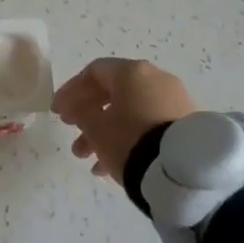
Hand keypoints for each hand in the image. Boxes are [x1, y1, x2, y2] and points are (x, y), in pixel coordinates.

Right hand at [52, 58, 196, 182]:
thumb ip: (80, 111)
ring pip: (130, 111)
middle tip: (73, 134)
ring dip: (106, 131)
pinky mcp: (185, 123)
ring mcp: (174, 100)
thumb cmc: (130, 140)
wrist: (181, 171)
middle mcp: (156, 78)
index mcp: (132, 71)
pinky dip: (128, 137)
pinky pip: (148, 124)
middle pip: (113, 92)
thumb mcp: (96, 128)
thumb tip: (76, 105)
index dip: (71, 90)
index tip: (58, 112)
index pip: (95, 71)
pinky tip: (112, 165)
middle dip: (89, 115)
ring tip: (89, 160)